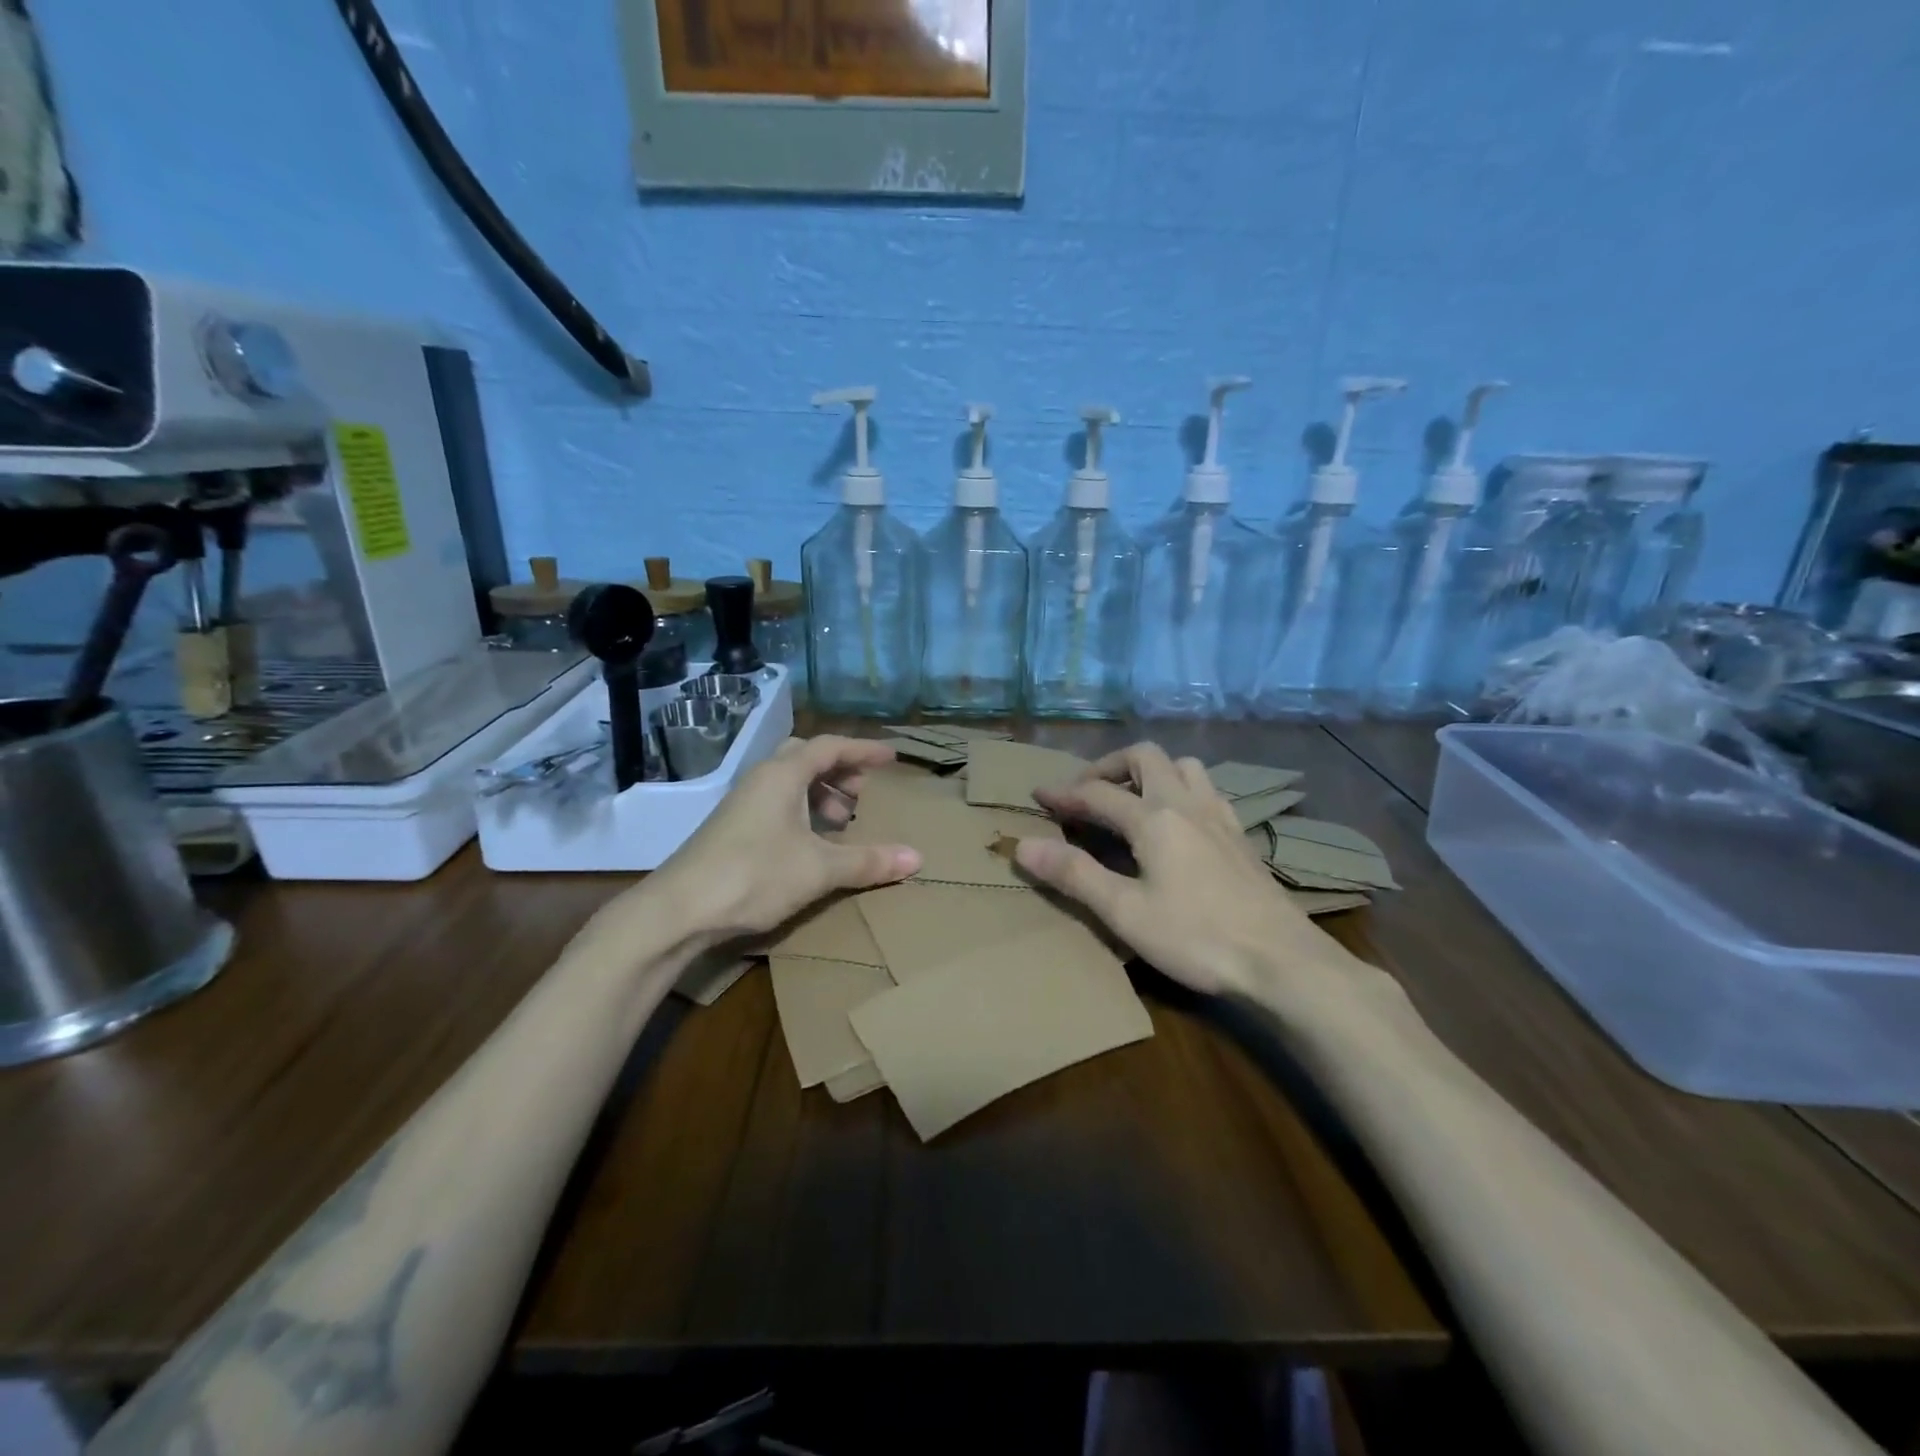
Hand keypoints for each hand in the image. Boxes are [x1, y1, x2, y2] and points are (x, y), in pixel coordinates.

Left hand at [643, 736, 921, 945]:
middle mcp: (761, 780)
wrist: (678, 910)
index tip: (892, 758)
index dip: (864, 750)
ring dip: (820, 794)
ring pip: (789, 783)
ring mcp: (742, 804)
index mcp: (783, 775)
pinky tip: (811, 844)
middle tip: (863, 794)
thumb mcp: (819, 869)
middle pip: (807, 758)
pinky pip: (777, 804)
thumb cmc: (754, 875)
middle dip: (840, 771)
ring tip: (841, 822)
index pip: (831, 747)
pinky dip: (802, 812)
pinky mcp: (732, 828)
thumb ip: (868, 861)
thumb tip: (917, 858)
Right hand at [1014, 742, 1340, 998]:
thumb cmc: (1197, 937)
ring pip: (1183, 766)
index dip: (1064, 793)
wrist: (1282, 960)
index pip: (1097, 792)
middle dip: (1109, 766)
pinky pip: (1206, 790)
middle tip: (1086, 791)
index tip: (1038, 796)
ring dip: (1150, 771)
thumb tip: (1022, 845)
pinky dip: (1180, 790)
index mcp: (1154, 818)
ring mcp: (1219, 816)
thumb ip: (1074, 874)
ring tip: (1131, 798)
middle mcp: (1186, 804)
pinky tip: (1178, 822)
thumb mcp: (1125, 912)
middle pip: (1145, 757)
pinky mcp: (1241, 835)